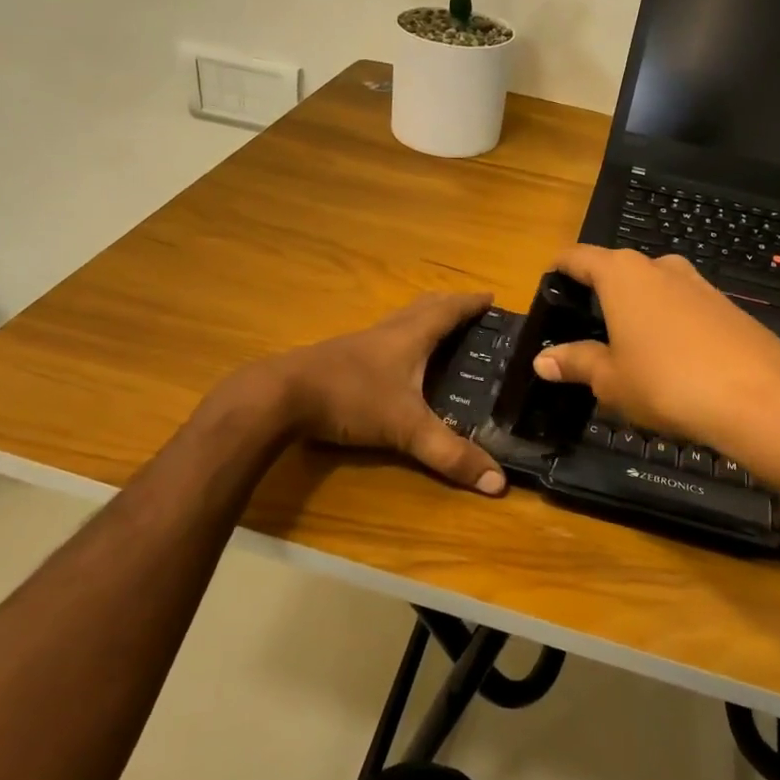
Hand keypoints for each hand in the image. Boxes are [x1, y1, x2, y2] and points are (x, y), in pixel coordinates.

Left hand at [263, 292, 505, 494]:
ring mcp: (360, 343)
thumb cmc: (350, 398)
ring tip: (438, 333)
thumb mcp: (405, 429)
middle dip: (449, 306)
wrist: (280, 396)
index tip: (492, 298)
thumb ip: (450, 454)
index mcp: (410, 336)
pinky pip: (381, 340)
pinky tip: (394, 364)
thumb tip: (498, 482)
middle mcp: (387, 332)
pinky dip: (399, 342)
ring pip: (399, 322)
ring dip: (423, 320)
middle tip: (471, 312)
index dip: (471, 304)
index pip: (449, 311)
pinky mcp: (340, 359)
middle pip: (423, 307)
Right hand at [531, 246, 779, 474]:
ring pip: (654, 290)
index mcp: (622, 274)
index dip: (560, 269)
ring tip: (627, 351)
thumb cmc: (667, 382)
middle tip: (585, 332)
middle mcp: (660, 267)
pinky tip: (671, 362)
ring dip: (637, 313)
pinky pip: (684, 309)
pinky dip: (669, 326)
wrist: (761, 398)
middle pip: (618, 271)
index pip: (579, 257)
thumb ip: (576, 363)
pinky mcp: (727, 307)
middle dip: (600, 296)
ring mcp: (699, 284)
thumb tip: (543, 359)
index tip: (548, 285)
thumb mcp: (611, 380)